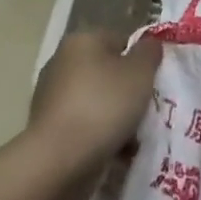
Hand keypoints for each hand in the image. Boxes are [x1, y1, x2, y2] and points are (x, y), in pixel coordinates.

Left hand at [25, 31, 162, 192]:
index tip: (154, 81)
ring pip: (97, 99)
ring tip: (134, 135)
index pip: (121, 40)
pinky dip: (99, 133)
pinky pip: (83, 123)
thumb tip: (149, 44)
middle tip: (147, 108)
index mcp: (82, 41)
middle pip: (107, 71)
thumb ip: (149, 52)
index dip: (141, 59)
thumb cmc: (105, 105)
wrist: (60, 159)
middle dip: (128, 89)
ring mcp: (50, 95)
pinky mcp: (46, 126)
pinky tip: (115, 149)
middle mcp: (61, 62)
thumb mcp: (141, 72)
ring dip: (115, 114)